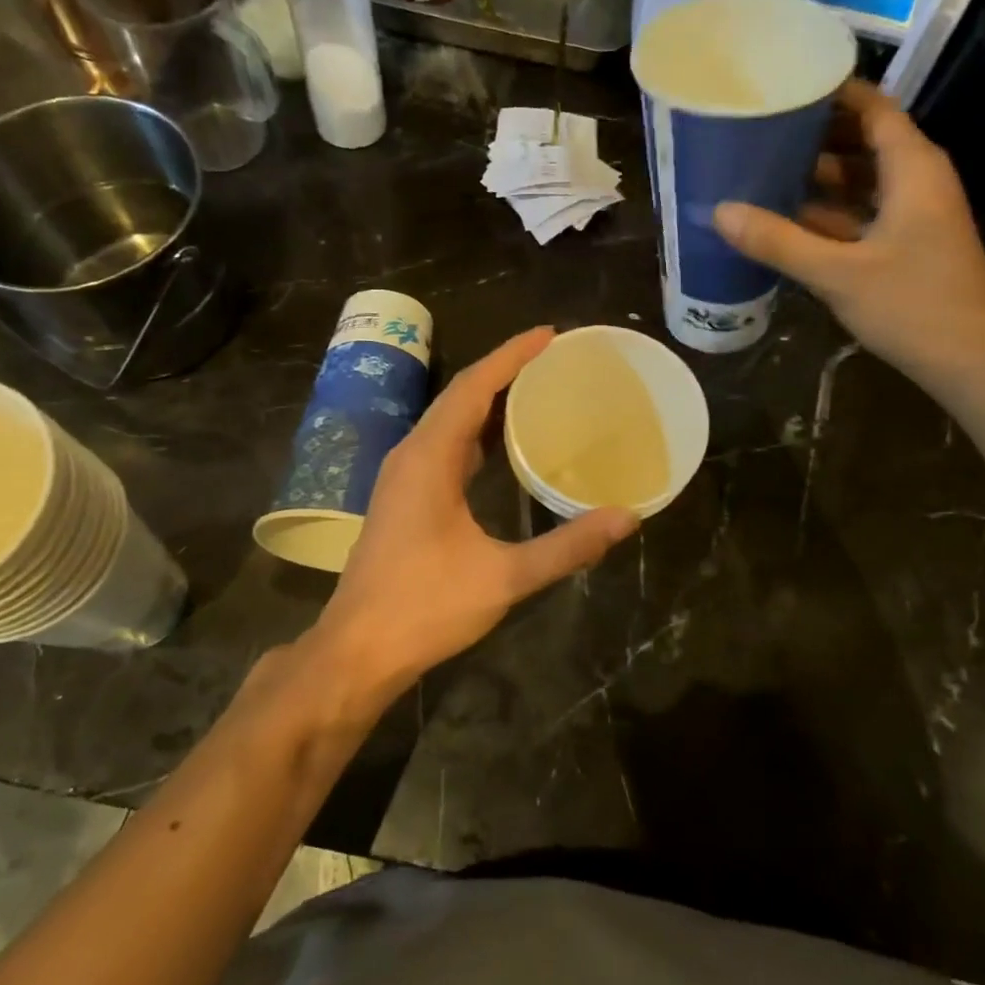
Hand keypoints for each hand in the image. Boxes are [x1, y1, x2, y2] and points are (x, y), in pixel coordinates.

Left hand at [308, 328, 638, 697]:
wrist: (357, 650)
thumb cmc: (425, 607)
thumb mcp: (504, 577)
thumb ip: (567, 546)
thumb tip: (627, 518)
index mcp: (430, 458)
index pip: (474, 387)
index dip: (511, 355)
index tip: (549, 334)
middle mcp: (412, 454)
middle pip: (460, 395)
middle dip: (504, 370)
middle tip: (552, 358)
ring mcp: (402, 476)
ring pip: (449, 420)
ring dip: (488, 400)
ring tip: (534, 389)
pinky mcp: (403, 497)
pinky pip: (443, 445)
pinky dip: (475, 432)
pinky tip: (501, 445)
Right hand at [713, 80, 984, 389]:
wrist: (972, 362)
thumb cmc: (912, 305)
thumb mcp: (837, 273)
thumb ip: (778, 241)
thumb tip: (720, 212)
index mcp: (912, 168)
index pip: (872, 107)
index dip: (832, 92)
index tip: (784, 84)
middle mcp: (917, 180)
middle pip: (864, 140)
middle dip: (815, 134)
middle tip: (760, 129)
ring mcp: (914, 214)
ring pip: (862, 179)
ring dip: (819, 176)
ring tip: (763, 169)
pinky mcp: (907, 244)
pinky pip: (863, 211)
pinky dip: (830, 211)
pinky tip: (787, 218)